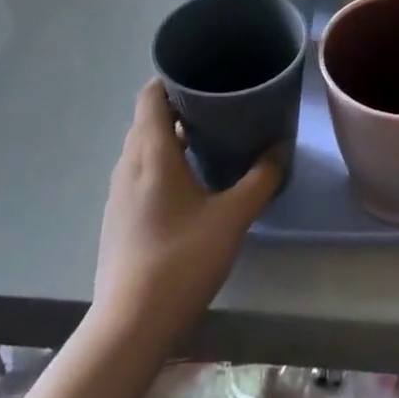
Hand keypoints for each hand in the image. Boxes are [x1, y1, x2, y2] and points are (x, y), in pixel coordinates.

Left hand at [92, 81, 278, 348]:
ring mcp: (119, 193)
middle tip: (219, 102)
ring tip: (210, 136)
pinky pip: (140, 171)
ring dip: (171, 135)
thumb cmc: (181, 260)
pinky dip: (162, 161)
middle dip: (179, 105)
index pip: (150, 95)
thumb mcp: (232, 218)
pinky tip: (191, 180)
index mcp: (150, 154)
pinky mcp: (119, 217)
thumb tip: (279, 148)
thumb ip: (260, 179)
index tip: (205, 73)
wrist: (130, 325)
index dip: (172, 77)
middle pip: (147, 119)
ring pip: (143, 147)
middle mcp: (128, 165)